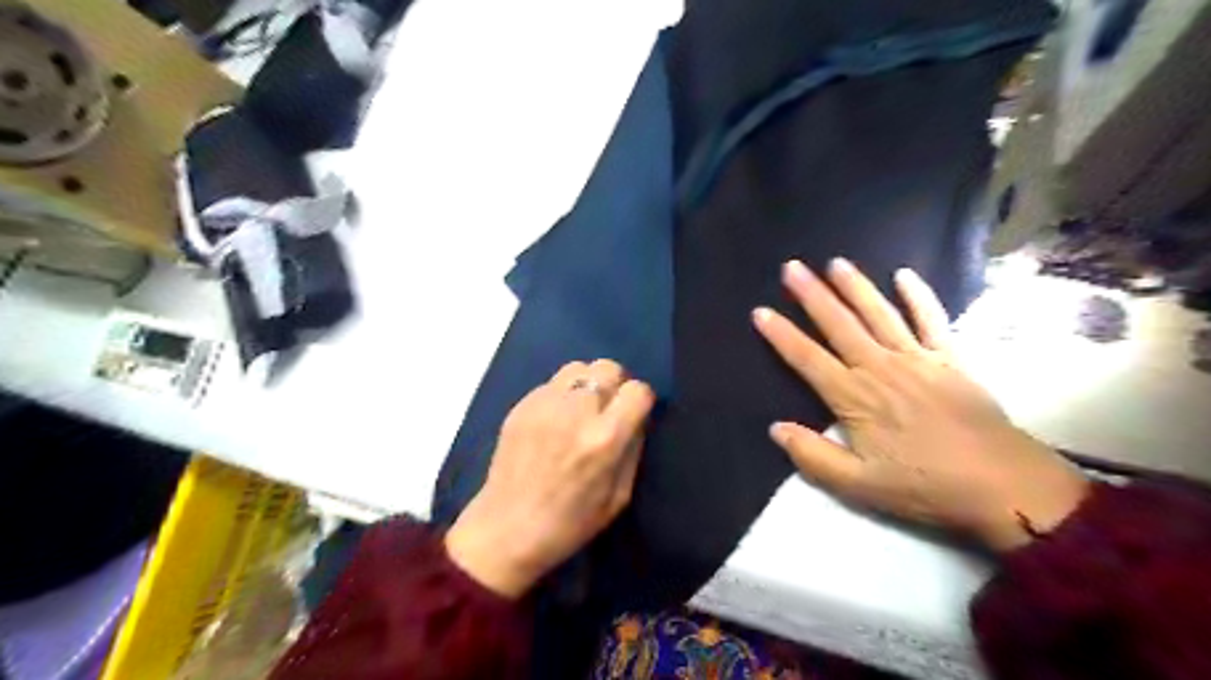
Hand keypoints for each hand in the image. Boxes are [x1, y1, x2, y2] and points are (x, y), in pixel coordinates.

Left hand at [444, 359, 652, 598]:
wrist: (505, 530)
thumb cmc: (569, 524)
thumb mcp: (618, 497)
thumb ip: (633, 450)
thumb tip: (637, 418)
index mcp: (605, 438)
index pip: (638, 390)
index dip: (641, 401)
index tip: (634, 416)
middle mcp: (576, 411)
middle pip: (608, 368)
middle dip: (616, 385)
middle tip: (609, 409)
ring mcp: (544, 404)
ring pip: (579, 367)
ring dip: (588, 383)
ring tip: (582, 409)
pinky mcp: (521, 405)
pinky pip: (552, 383)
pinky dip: (562, 394)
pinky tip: (555, 420)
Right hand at [754, 259, 1092, 548]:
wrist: (1003, 486)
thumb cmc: (924, 487)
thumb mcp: (858, 486)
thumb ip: (813, 456)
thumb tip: (776, 428)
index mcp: (854, 398)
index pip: (807, 359)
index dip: (781, 335)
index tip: (760, 311)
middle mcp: (880, 368)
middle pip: (838, 325)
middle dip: (811, 295)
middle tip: (791, 267)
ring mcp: (917, 359)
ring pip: (878, 314)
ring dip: (855, 286)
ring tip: (835, 263)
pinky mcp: (950, 359)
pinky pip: (931, 320)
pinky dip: (918, 296)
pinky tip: (904, 275)